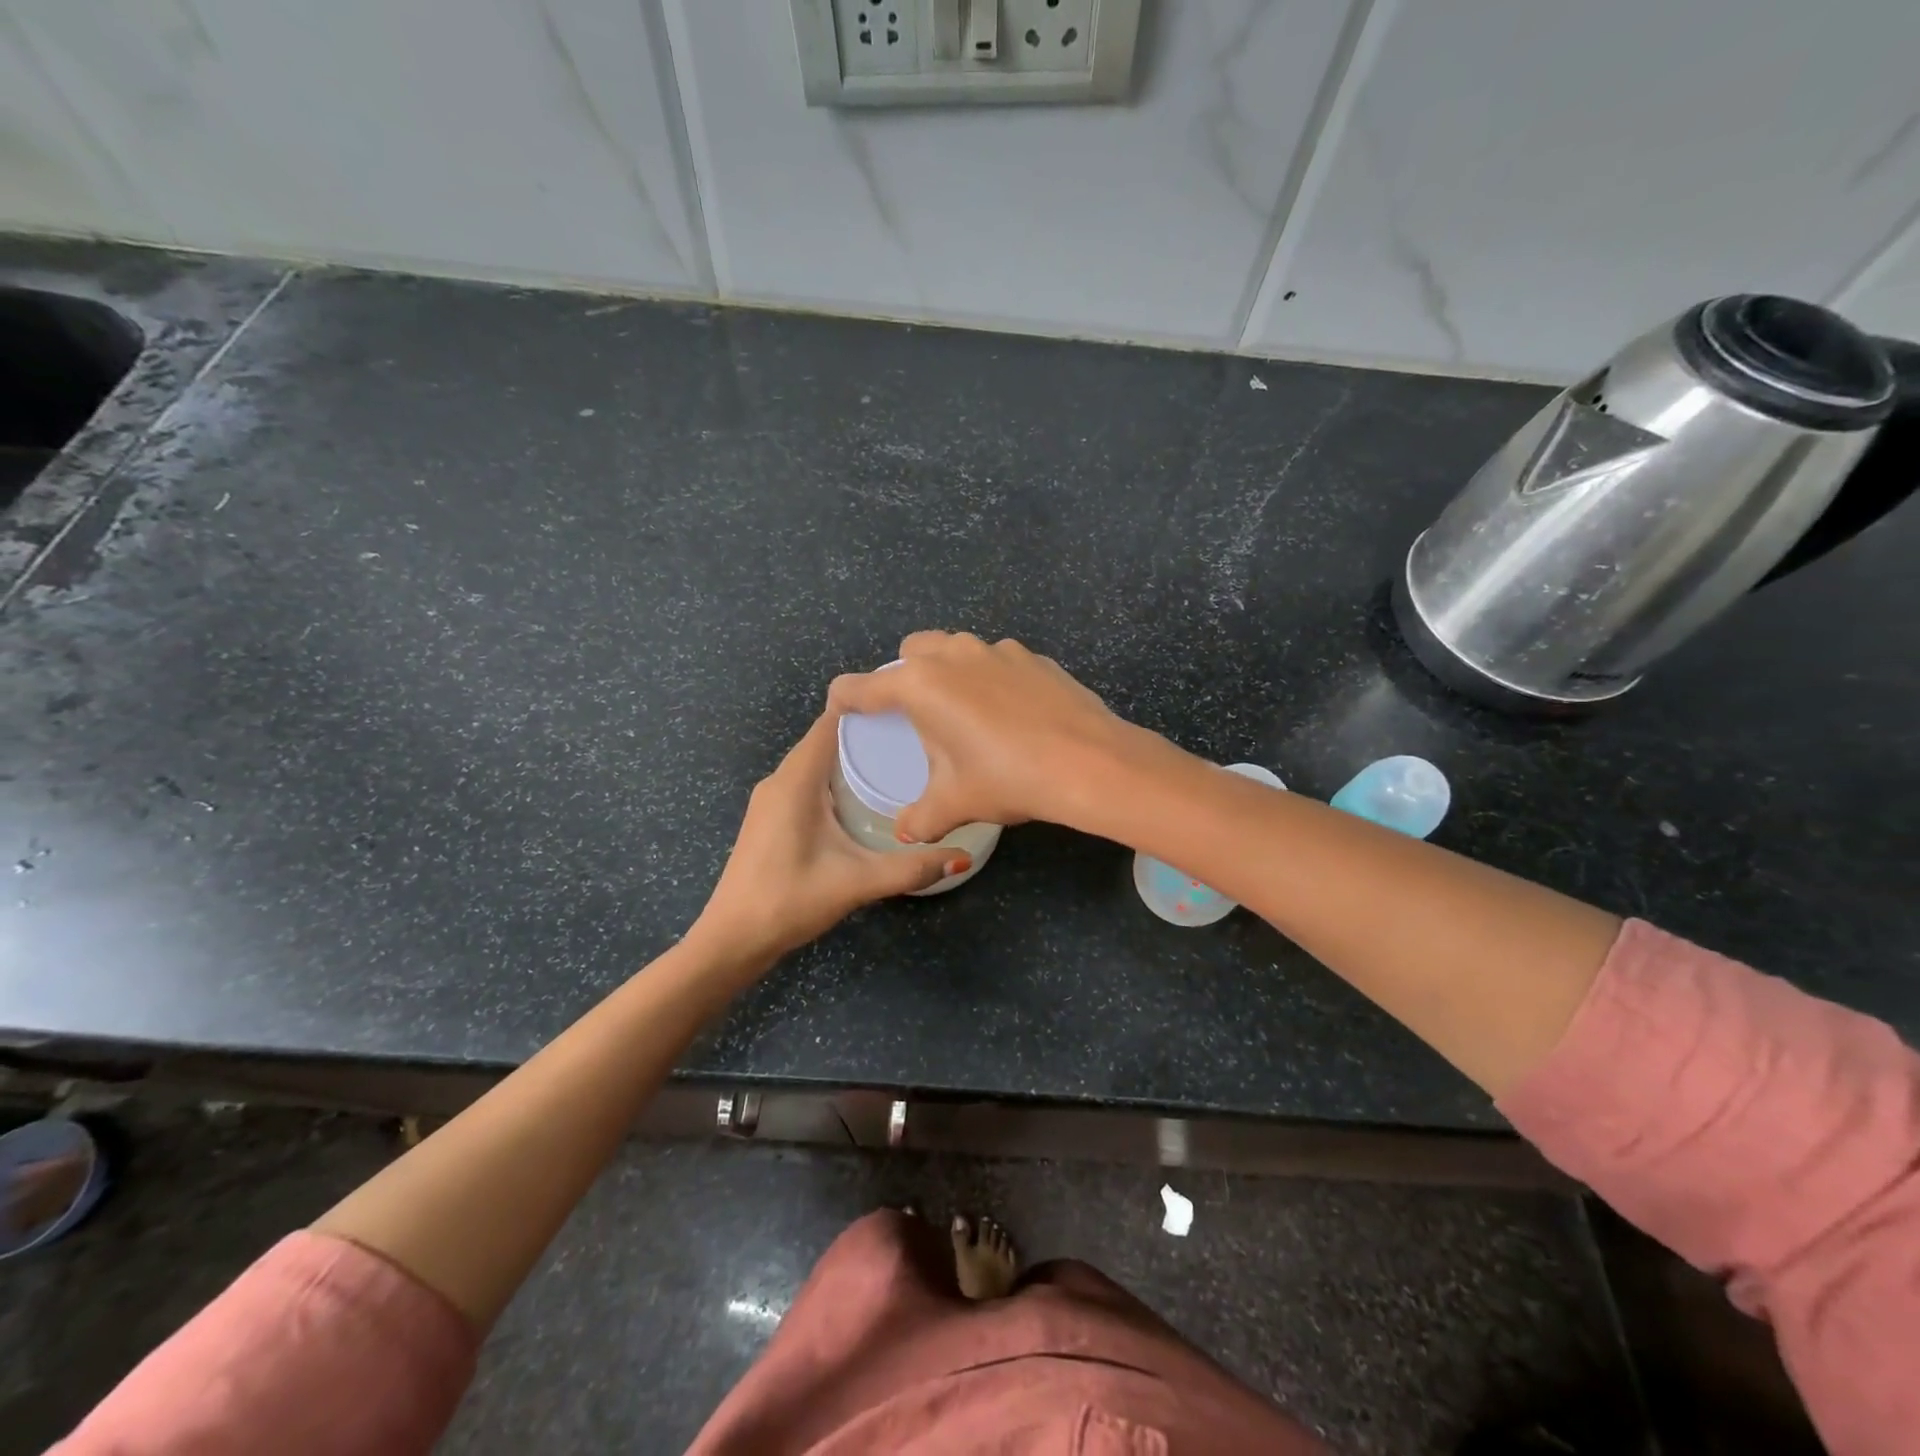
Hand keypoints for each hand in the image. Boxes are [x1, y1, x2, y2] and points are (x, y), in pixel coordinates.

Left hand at [689, 709, 965, 969]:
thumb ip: (911, 869)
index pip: (830, 723)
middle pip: (825, 740)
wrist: (733, 940)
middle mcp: (780, 780)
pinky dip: (835, 779)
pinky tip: (863, 796)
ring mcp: (771, 800)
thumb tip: (962, 858)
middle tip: (914, 737)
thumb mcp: (857, 882)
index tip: (906, 706)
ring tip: (897, 761)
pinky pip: (807, 783)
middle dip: (866, 734)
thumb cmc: (790, 900)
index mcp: (796, 781)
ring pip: (815, 763)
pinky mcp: (770, 818)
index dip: (865, 708)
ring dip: (850, 758)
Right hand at [827, 631, 1139, 843]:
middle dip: (902, 674)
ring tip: (964, 714)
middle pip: (911, 650)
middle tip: (914, 714)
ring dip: (949, 672)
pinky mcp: (1034, 657)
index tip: (843, 711)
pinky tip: (1010, 715)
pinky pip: (997, 661)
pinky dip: (991, 679)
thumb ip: (920, 818)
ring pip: (957, 648)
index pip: (862, 686)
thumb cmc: (1008, 779)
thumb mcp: (955, 803)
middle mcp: (954, 655)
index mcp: (921, 685)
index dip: (845, 699)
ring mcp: (998, 650)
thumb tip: (905, 833)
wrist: (1089, 763)